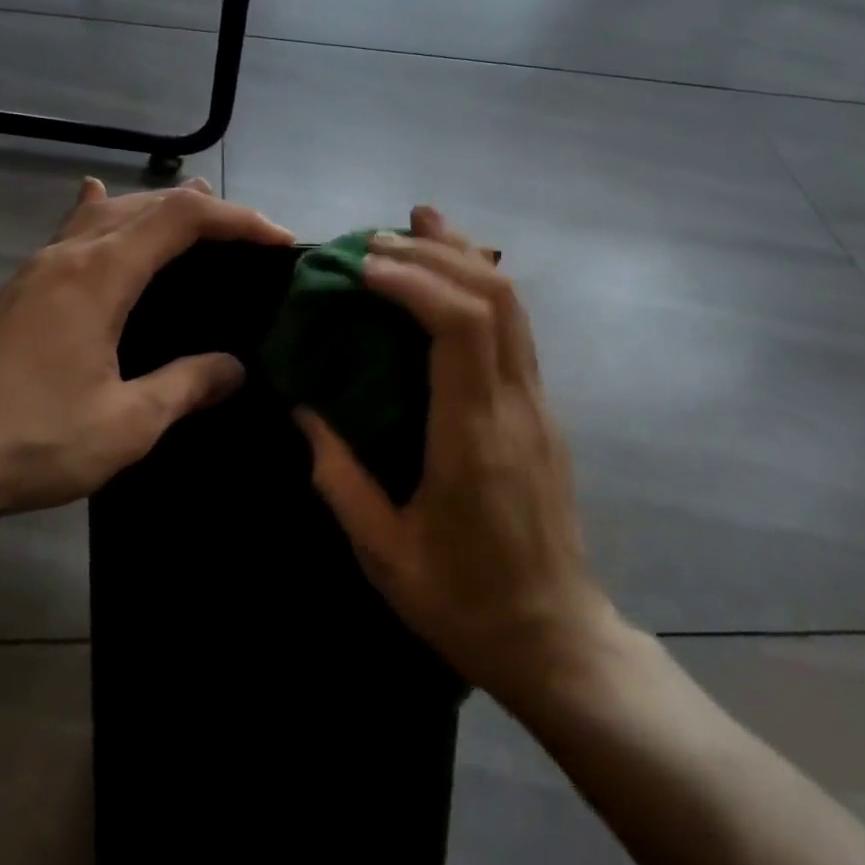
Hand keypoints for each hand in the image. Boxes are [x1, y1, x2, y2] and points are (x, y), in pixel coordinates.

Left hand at [0, 177, 293, 540]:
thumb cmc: (37, 440)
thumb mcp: (129, 422)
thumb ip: (188, 385)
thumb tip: (235, 368)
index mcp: (100, 275)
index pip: (181, 219)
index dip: (237, 221)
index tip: (279, 242)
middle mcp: (68, 255)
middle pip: (145, 204)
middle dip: (204, 210)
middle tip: (247, 237)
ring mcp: (36, 269)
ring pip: (106, 213)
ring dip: (156, 207)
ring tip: (194, 211)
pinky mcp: (18, 291)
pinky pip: (72, 230)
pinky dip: (104, 214)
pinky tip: (96, 200)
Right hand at [296, 207, 617, 703]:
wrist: (558, 641)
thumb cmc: (466, 603)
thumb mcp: (385, 553)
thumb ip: (340, 477)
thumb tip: (305, 412)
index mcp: (474, 437)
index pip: (460, 326)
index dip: (414, 280)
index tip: (364, 267)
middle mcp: (515, 406)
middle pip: (495, 296)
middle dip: (437, 252)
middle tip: (378, 237)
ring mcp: (538, 406)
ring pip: (514, 306)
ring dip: (465, 257)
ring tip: (420, 223)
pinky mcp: (541, 413)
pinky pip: (515, 330)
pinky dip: (480, 288)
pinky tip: (449, 278)